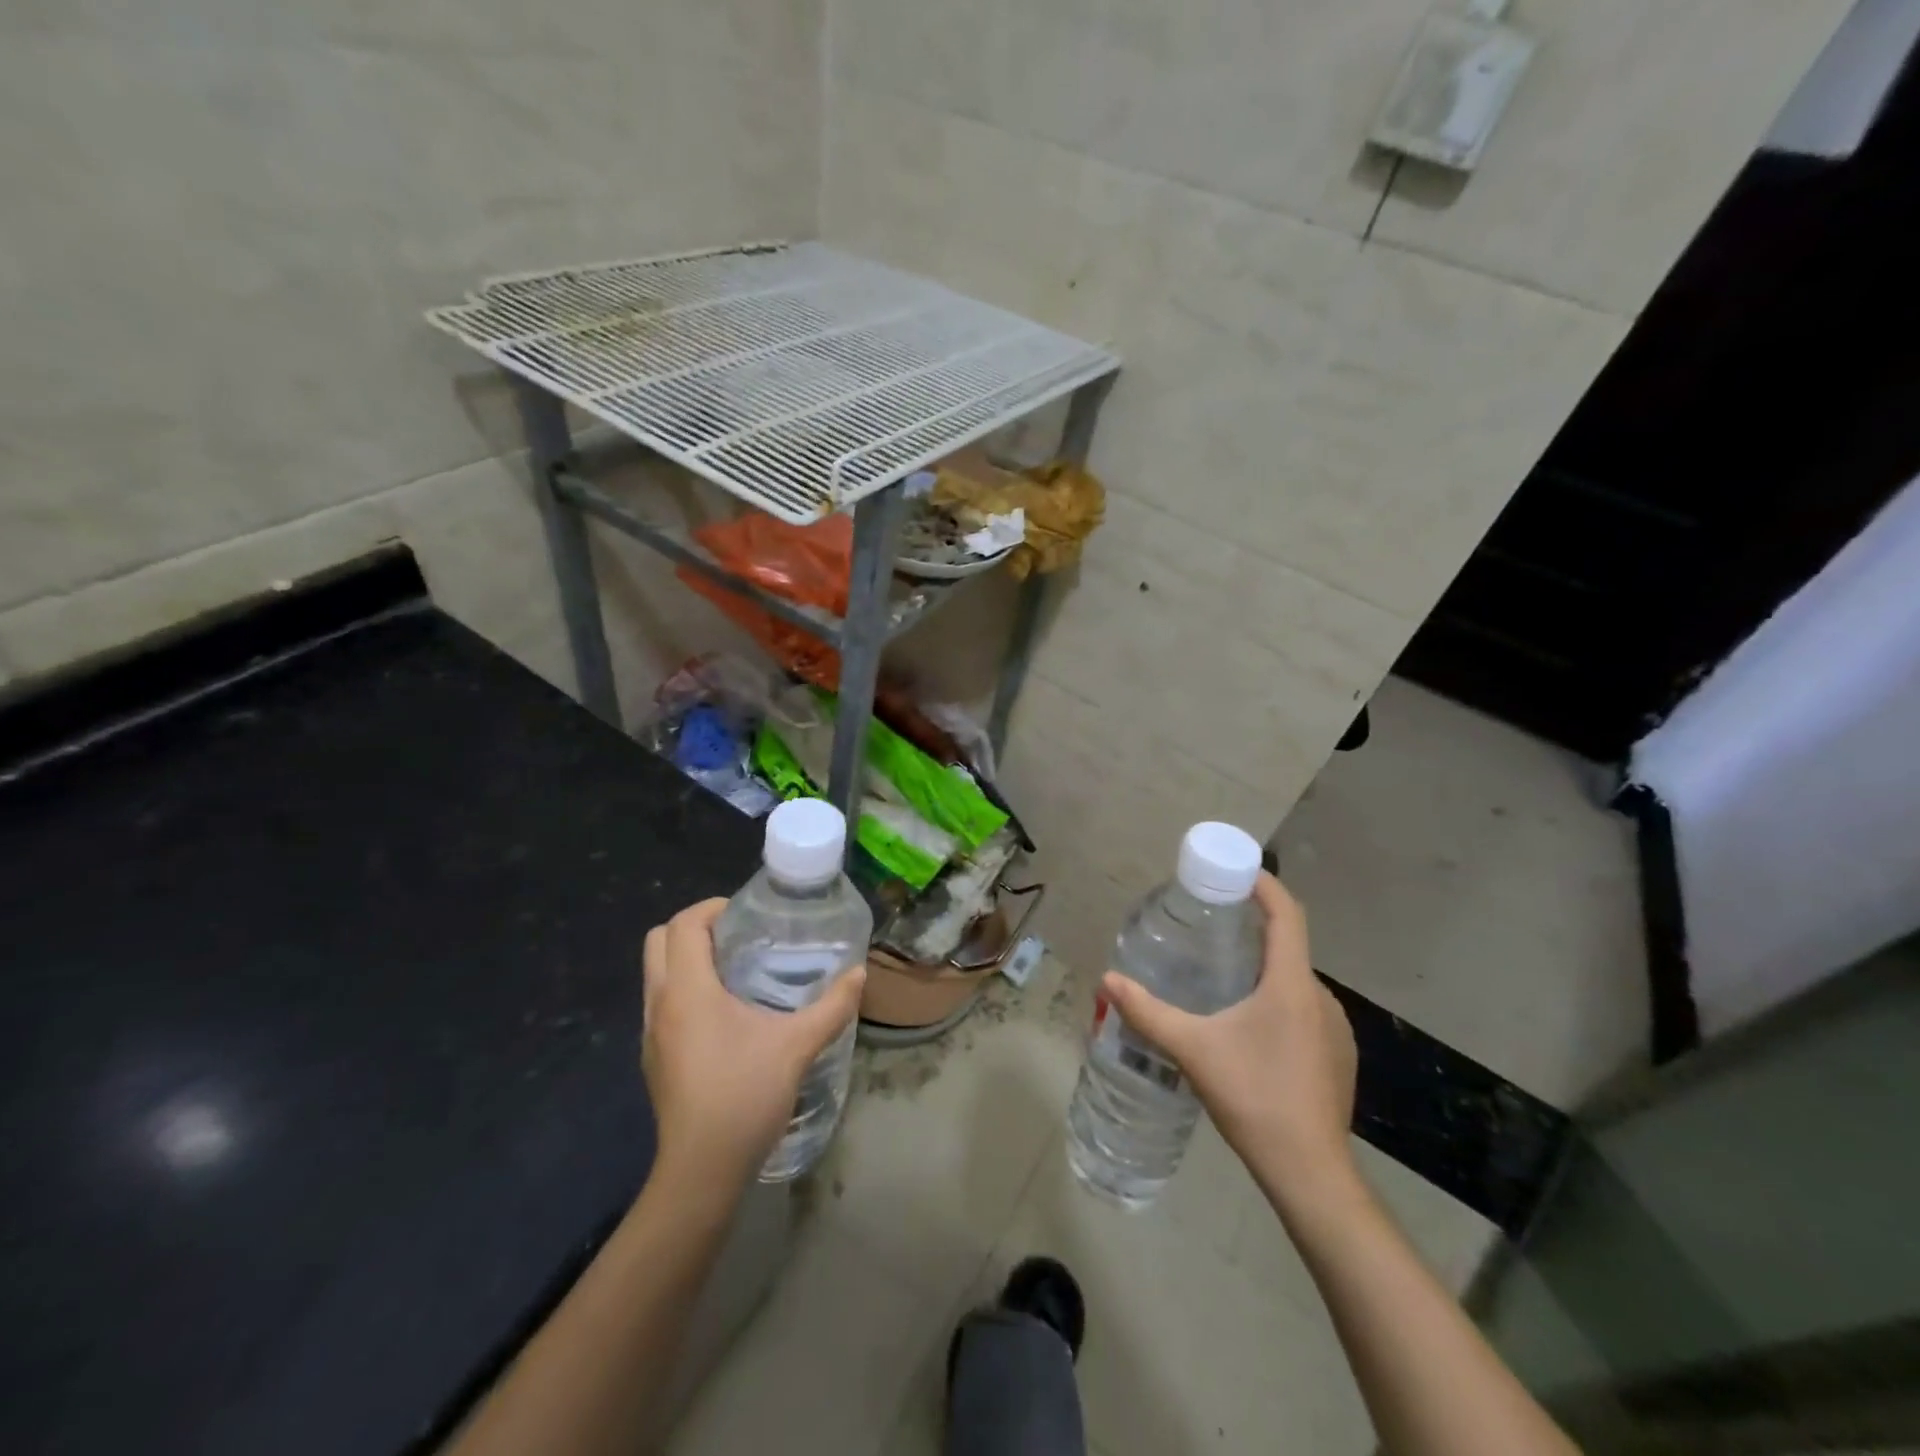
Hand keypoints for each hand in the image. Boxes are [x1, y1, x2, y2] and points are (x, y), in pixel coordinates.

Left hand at [641, 899, 866, 1192]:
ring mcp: (651, 1034)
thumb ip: (832, 1006)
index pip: (682, 925)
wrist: (701, 1172)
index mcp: (688, 991)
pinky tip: (725, 1013)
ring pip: (656, 972)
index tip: (746, 913)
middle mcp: (661, 1004)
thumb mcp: (797, 1046)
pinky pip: (662, 1002)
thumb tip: (860, 973)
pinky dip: (685, 989)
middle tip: (739, 935)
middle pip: (658, 941)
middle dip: (694, 927)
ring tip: (736, 969)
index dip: (711, 907)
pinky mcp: (654, 1058)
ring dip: (688, 958)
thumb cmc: (744, 1097)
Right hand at [1101, 873, 1358, 1211]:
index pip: (1287, 914)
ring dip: (1264, 970)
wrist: (1311, 1173)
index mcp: (1290, 984)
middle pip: (1288, 946)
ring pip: (1295, 982)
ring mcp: (1335, 1029)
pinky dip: (1277, 1001)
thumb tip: (1108, 980)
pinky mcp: (1338, 1056)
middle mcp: (1320, 997)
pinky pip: (1305, 1010)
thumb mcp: (1192, 1050)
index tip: (1238, 871)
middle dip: (1253, 930)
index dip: (1266, 885)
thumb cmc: (1254, 1098)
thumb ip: (1148, 1012)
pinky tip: (1250, 1029)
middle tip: (1212, 927)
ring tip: (1224, 978)